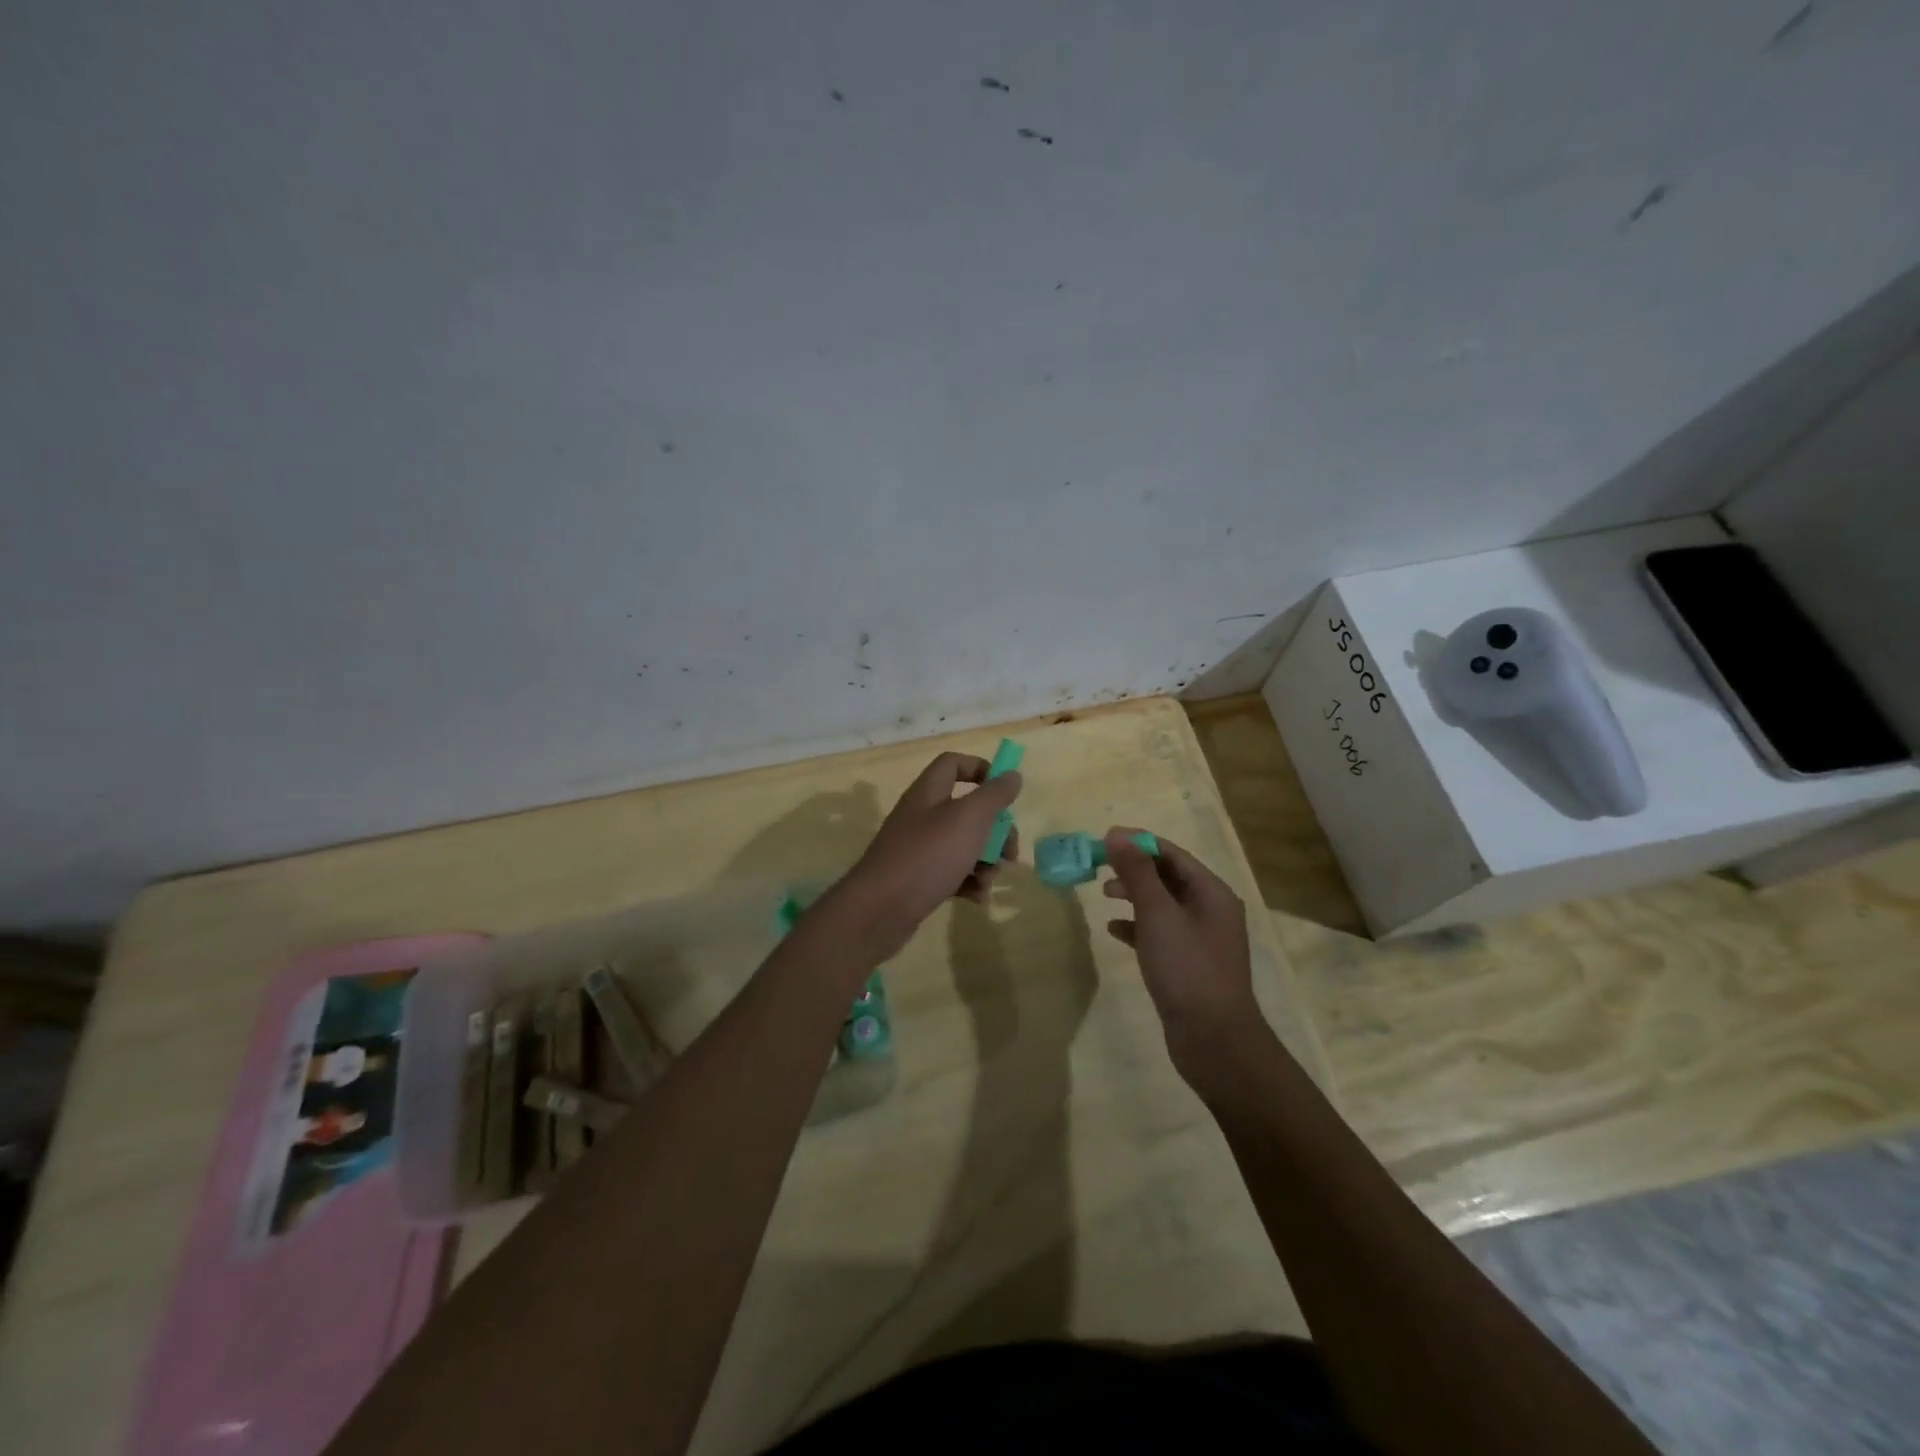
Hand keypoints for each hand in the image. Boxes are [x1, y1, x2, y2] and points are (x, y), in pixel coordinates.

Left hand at [832, 752, 1022, 956]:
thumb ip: (994, 795)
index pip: (954, 764)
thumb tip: (1012, 775)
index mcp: (929, 792)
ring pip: (964, 844)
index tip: (1005, 792)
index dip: (981, 769)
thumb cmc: (928, 856)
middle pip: (967, 810)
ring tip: (988, 880)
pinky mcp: (919, 878)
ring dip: (985, 861)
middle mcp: (922, 815)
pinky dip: (968, 882)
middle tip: (1009, 852)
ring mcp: (919, 848)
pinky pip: (952, 872)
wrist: (879, 910)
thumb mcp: (968, 819)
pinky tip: (976, 897)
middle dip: (995, 830)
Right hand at [1101, 829, 1260, 1083]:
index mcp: (1212, 893)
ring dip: (1134, 895)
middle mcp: (1210, 910)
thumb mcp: (1158, 914)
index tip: (1104, 838)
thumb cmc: (1187, 968)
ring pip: (1162, 905)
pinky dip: (1137, 926)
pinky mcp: (1188, 964)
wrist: (1213, 1040)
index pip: (1173, 854)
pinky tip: (1114, 930)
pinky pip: (1160, 933)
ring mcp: (1201, 939)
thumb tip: (1117, 834)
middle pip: (1168, 877)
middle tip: (1099, 866)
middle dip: (1134, 869)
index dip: (1139, 843)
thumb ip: (1137, 873)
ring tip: (1104, 893)